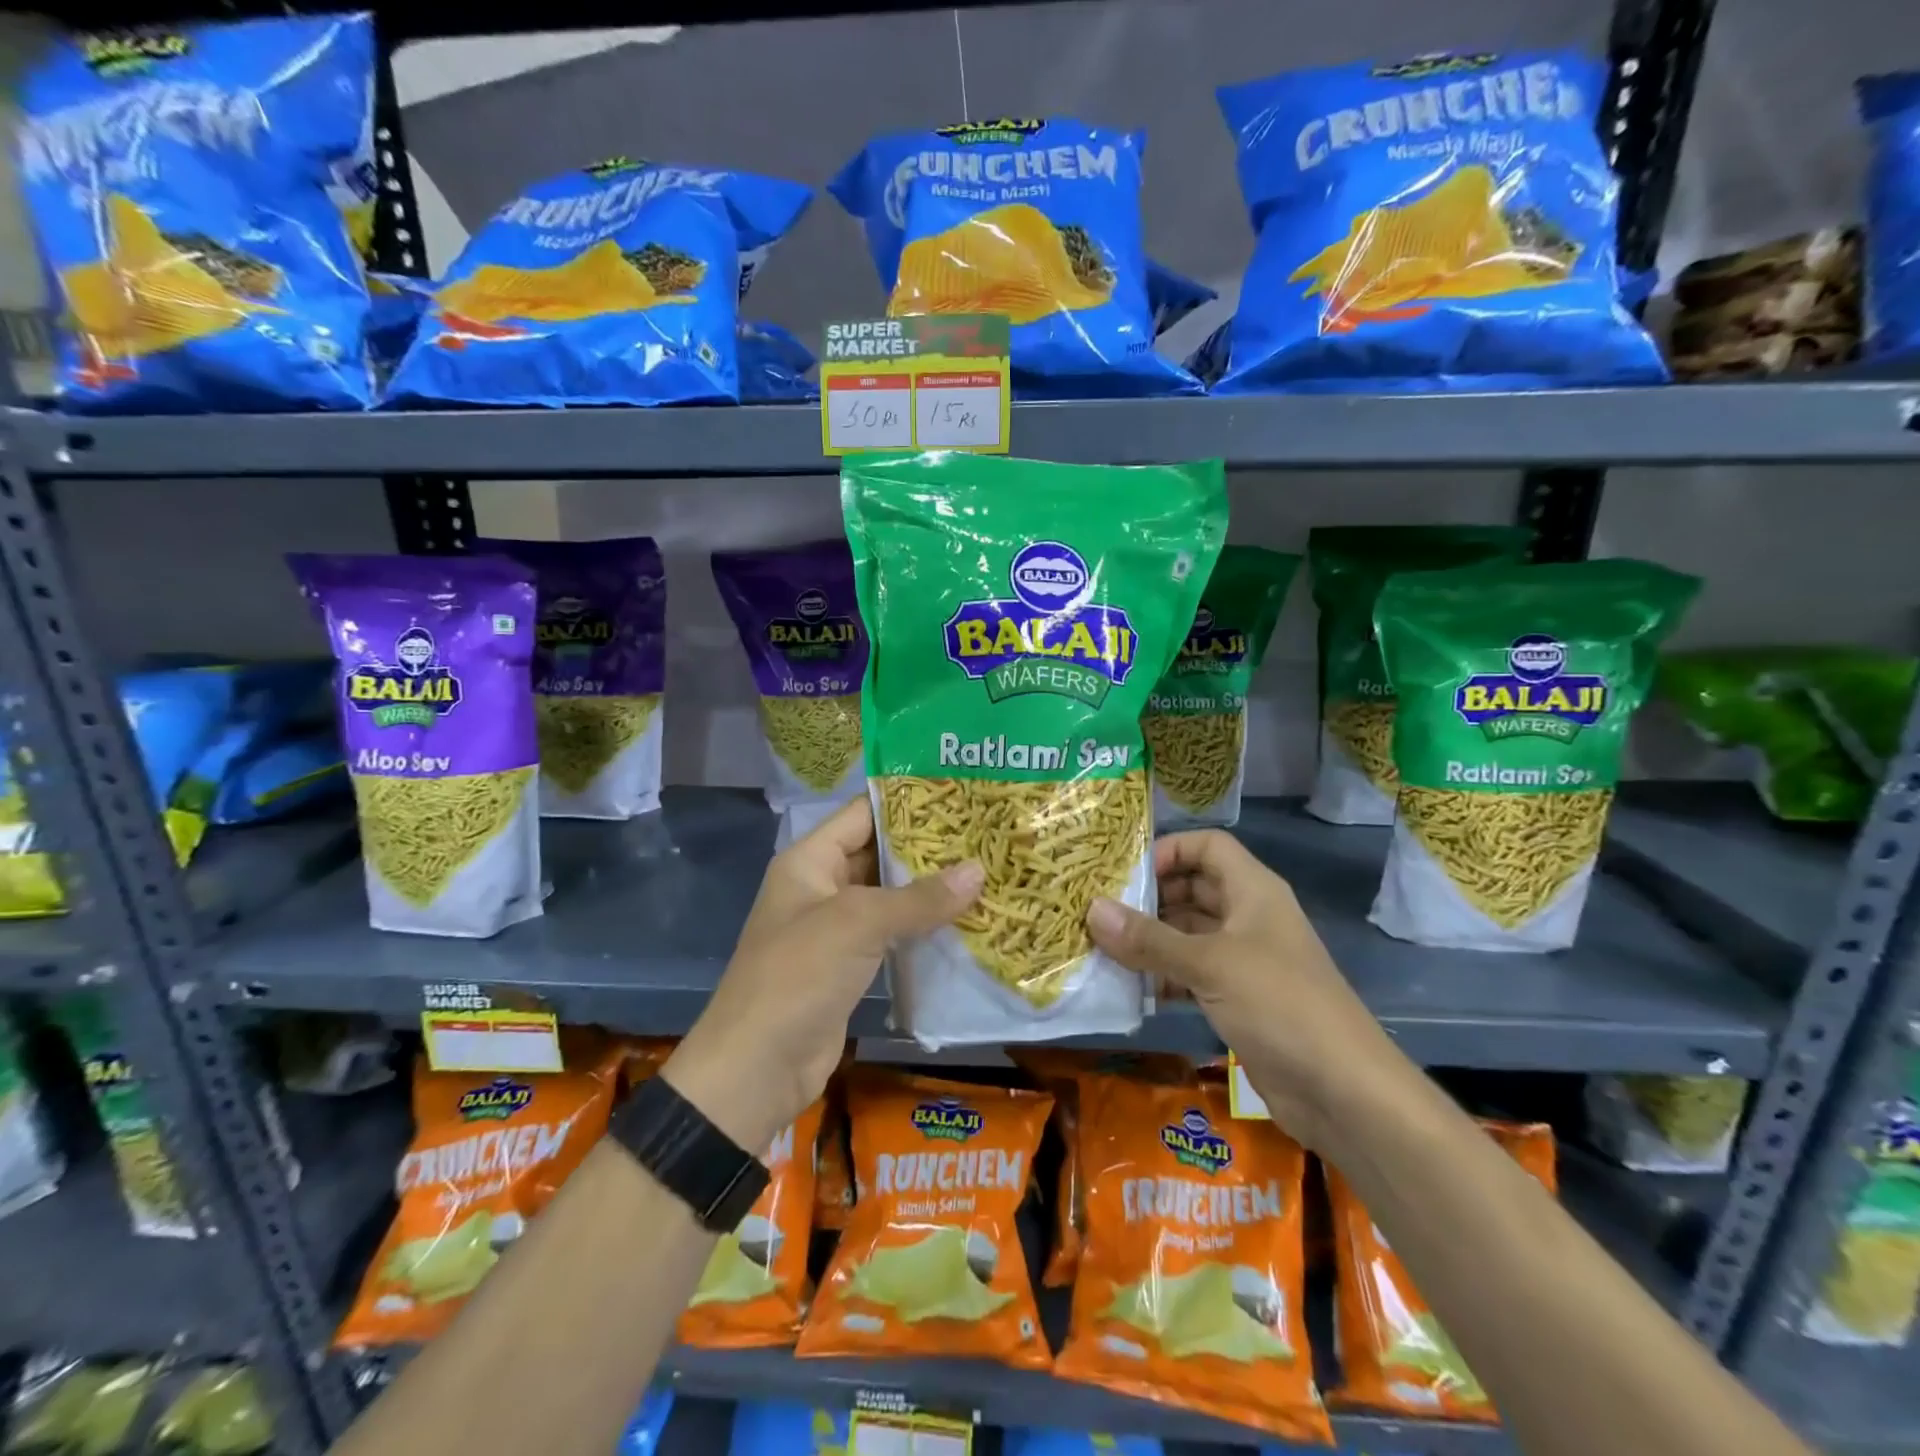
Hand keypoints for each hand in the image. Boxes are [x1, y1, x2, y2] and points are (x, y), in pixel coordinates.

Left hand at [664, 797, 981, 1152]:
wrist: (756, 1069)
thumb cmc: (798, 976)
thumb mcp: (857, 924)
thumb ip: (918, 898)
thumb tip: (979, 870)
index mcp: (809, 861)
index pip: (863, 814)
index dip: (907, 802)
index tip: (960, 794)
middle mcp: (821, 887)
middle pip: (879, 854)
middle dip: (928, 848)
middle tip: (985, 835)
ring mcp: (836, 929)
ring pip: (890, 897)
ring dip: (931, 890)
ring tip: (987, 871)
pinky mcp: (850, 966)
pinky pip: (892, 935)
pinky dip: (924, 928)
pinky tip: (967, 921)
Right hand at [1085, 829, 1406, 1149]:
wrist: (1343, 1092)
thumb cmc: (1280, 1005)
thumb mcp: (1210, 964)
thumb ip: (1149, 939)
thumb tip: (1091, 909)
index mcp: (1253, 891)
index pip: (1207, 847)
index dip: (1169, 850)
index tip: (1126, 873)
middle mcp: (1248, 917)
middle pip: (1193, 889)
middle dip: (1149, 898)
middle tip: (1099, 911)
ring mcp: (1244, 960)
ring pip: (1188, 934)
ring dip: (1150, 940)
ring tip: (1102, 948)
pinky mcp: (1238, 999)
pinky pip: (1191, 974)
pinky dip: (1162, 976)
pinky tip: (1129, 987)